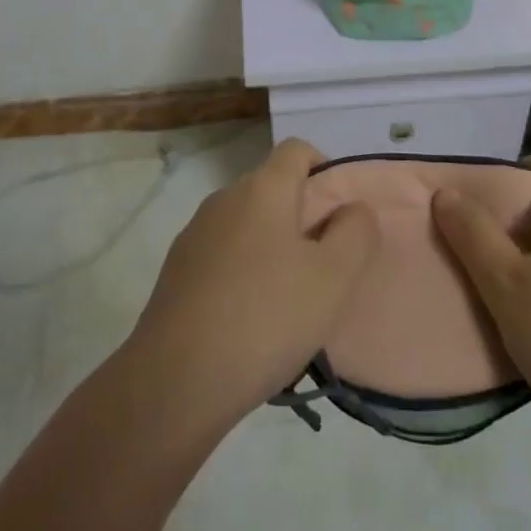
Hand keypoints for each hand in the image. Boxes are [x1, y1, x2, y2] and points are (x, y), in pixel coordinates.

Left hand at [128, 138, 379, 431]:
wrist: (175, 380)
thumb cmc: (266, 318)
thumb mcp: (333, 278)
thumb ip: (356, 233)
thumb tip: (352, 209)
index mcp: (262, 188)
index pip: (297, 150)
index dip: (324, 169)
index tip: (340, 215)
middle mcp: (224, 198)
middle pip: (272, 187)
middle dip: (302, 216)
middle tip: (323, 266)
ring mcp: (195, 234)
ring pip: (247, 224)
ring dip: (272, 247)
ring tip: (289, 300)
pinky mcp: (176, 270)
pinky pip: (223, 254)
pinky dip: (243, 270)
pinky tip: (250, 318)